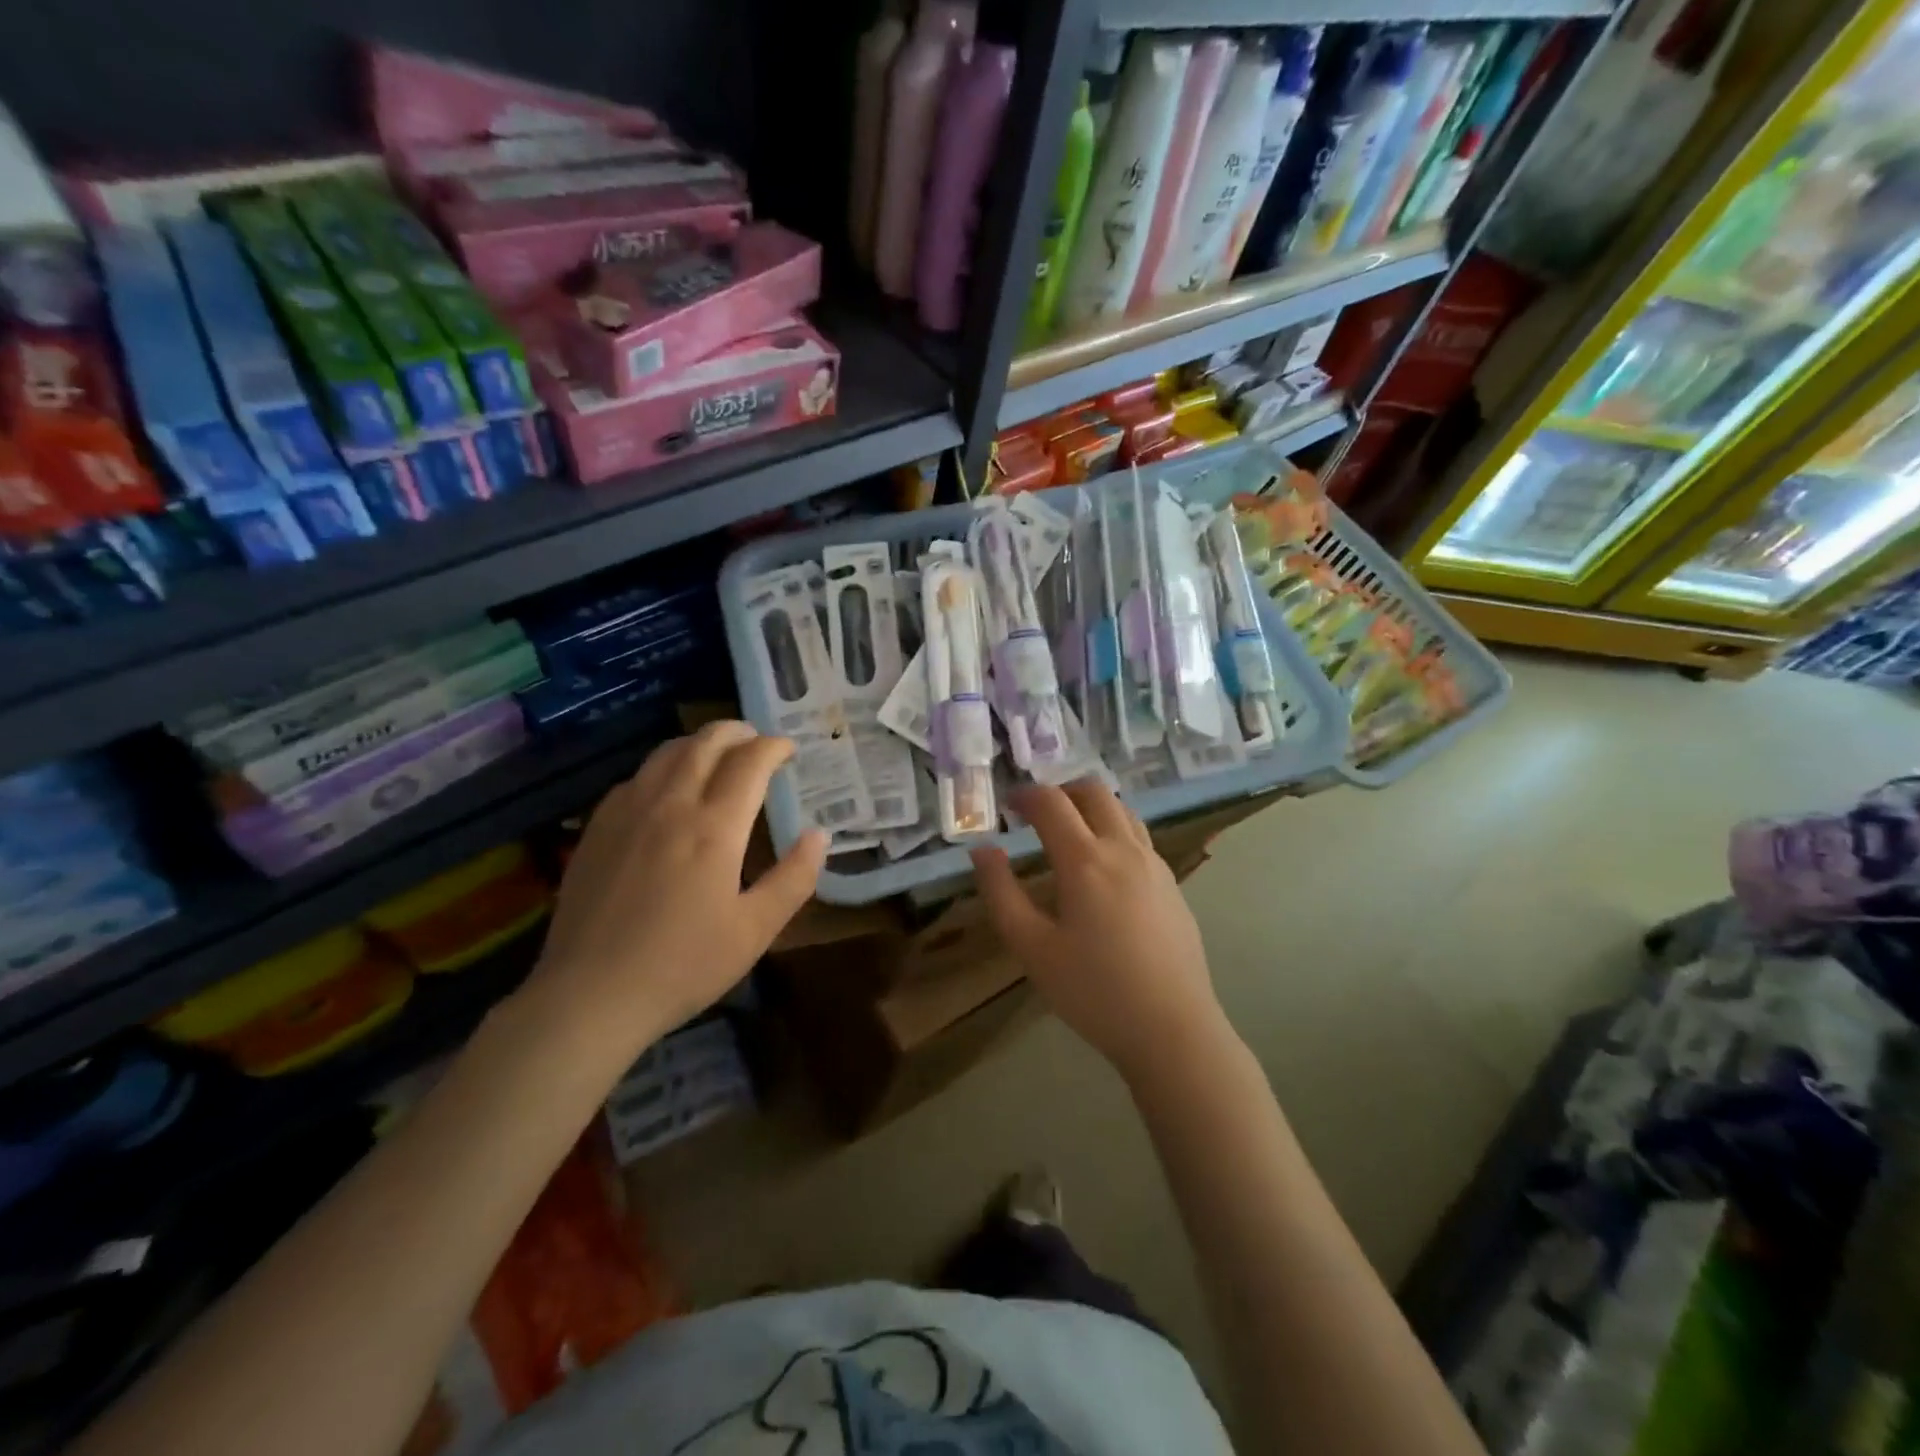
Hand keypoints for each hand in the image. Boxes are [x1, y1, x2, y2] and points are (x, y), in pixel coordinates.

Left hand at [529, 721, 827, 1057]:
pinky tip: (666, 789)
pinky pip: (635, 777)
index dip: (774, 747)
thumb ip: (794, 878)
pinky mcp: (597, 828)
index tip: (789, 750)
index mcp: (714, 827)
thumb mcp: (755, 930)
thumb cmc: (683, 965)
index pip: (750, 762)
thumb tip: (820, 835)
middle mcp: (670, 804)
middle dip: (737, 732)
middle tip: (757, 741)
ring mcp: (627, 812)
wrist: (589, 996)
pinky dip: (663, 767)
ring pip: (666, 753)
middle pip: (705, 743)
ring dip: (699, 743)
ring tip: (717, 755)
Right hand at [969, 781, 1229, 1086]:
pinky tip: (1103, 868)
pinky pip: (1140, 837)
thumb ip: (1001, 893)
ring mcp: (1155, 864)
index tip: (1007, 805)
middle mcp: (1124, 849)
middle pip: (1094, 792)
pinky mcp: (1172, 884)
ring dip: (1091, 807)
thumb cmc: (1094, 992)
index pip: (1052, 803)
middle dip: (1060, 791)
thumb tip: (982, 850)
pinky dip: (1114, 830)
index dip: (1025, 795)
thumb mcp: (1032, 948)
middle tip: (1036, 814)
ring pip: (1123, 810)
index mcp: (1085, 860)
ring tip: (1069, 833)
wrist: (1172, 1029)